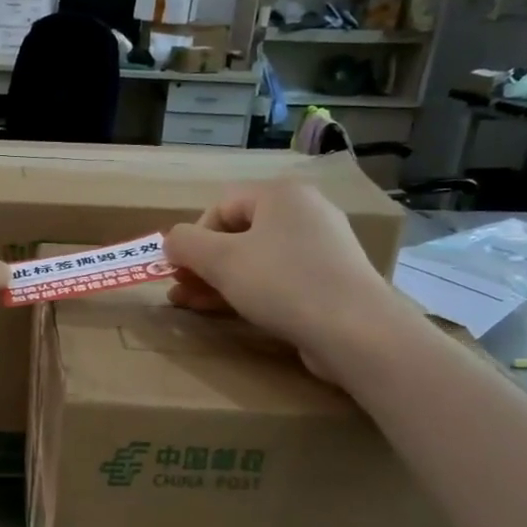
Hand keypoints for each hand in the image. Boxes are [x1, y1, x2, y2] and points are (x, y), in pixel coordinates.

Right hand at [164, 180, 400, 371]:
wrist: (355, 330)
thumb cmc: (282, 283)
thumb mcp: (220, 260)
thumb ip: (185, 244)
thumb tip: (171, 242)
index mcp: (281, 195)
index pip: (221, 206)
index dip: (193, 237)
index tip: (179, 269)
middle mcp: (304, 213)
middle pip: (238, 233)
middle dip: (203, 263)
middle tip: (180, 289)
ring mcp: (321, 248)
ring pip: (256, 259)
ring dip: (219, 281)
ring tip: (192, 304)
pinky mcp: (329, 281)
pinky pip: (278, 279)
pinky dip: (249, 292)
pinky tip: (229, 311)